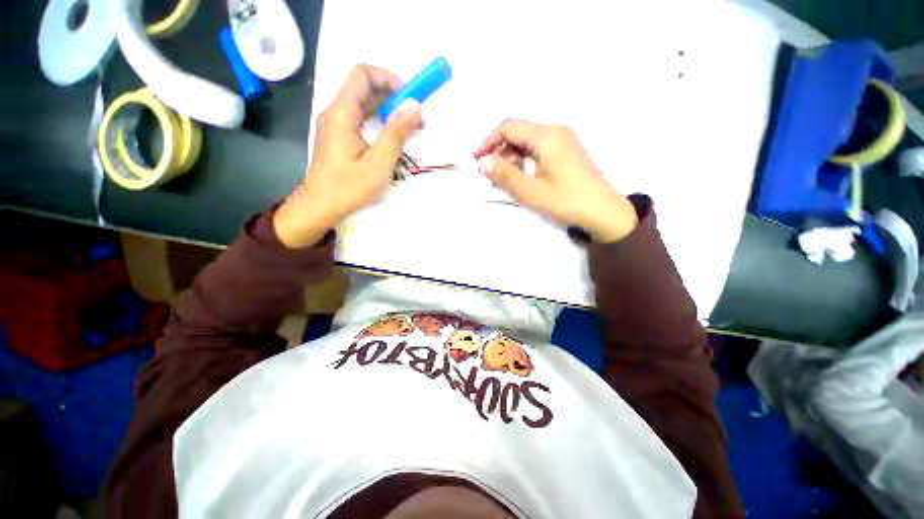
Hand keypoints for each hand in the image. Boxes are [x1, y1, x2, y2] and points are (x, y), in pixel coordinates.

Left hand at [274, 65, 422, 247]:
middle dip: (394, 97)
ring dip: (389, 112)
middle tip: (416, 119)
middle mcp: (336, 113)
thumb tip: (414, 106)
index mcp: (342, 113)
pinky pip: (362, 120)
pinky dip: (381, 124)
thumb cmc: (349, 189)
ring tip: (411, 131)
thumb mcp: (378, 164)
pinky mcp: (340, 138)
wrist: (320, 208)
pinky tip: (394, 140)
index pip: (363, 74)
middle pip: (365, 88)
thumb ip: (396, 134)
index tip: (409, 100)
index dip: (388, 79)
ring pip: (365, 105)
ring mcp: (337, 125)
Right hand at [474, 120, 637, 242]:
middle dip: (500, 151)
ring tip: (503, 180)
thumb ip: (504, 175)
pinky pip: (539, 150)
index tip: (477, 161)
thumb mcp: (530, 192)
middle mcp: (556, 131)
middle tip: (490, 175)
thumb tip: (481, 162)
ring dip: (511, 157)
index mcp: (546, 136)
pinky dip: (525, 161)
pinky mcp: (568, 152)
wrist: (604, 213)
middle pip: (518, 132)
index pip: (508, 127)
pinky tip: (521, 178)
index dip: (488, 141)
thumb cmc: (566, 202)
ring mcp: (564, 141)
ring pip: (528, 142)